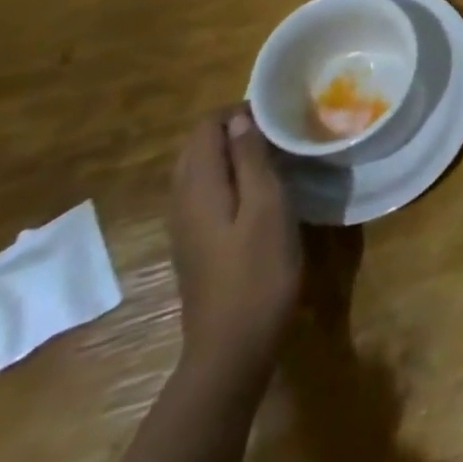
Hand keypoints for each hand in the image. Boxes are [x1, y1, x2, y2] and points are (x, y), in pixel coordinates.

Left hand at [168, 109, 301, 384]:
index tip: (279, 116)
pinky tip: (261, 191)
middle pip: (199, 146)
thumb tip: (239, 118)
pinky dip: (231, 178)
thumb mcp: (266, 205)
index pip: (206, 126)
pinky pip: (207, 193)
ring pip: (202, 170)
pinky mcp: (197, 244)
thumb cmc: (257, 271)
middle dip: (236, 130)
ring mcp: (185, 225)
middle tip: (280, 132)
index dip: (240, 111)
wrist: (232, 349)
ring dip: (234, 154)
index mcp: (197, 186)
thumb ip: (250, 158)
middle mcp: (182, 200)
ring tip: (276, 155)